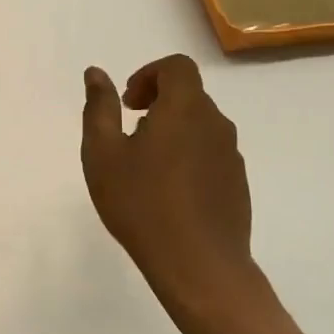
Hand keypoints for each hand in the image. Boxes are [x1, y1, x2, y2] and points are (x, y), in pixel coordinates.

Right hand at [80, 55, 253, 312]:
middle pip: (189, 95)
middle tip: (128, 134)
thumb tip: (96, 73)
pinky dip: (188, 156)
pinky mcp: (238, 184)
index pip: (177, 66)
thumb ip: (99, 107)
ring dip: (172, 131)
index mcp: (185, 108)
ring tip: (144, 166)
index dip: (149, 75)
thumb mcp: (103, 153)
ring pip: (200, 125)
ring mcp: (231, 156)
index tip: (128, 104)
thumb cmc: (142, 203)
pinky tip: (167, 192)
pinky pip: (210, 153)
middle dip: (157, 103)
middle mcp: (215, 124)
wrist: (199, 266)